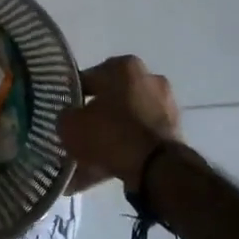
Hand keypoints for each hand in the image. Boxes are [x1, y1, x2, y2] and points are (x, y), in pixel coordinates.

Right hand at [58, 56, 182, 193]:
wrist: (157, 169)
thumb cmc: (111, 134)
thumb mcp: (71, 125)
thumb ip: (65, 117)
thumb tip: (69, 118)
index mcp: (124, 66)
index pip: (88, 78)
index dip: (71, 98)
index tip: (64, 115)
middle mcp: (148, 79)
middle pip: (110, 100)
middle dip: (94, 119)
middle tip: (77, 137)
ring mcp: (165, 106)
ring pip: (125, 122)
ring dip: (108, 139)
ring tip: (88, 162)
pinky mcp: (174, 132)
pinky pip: (139, 140)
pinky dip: (124, 152)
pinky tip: (105, 171)